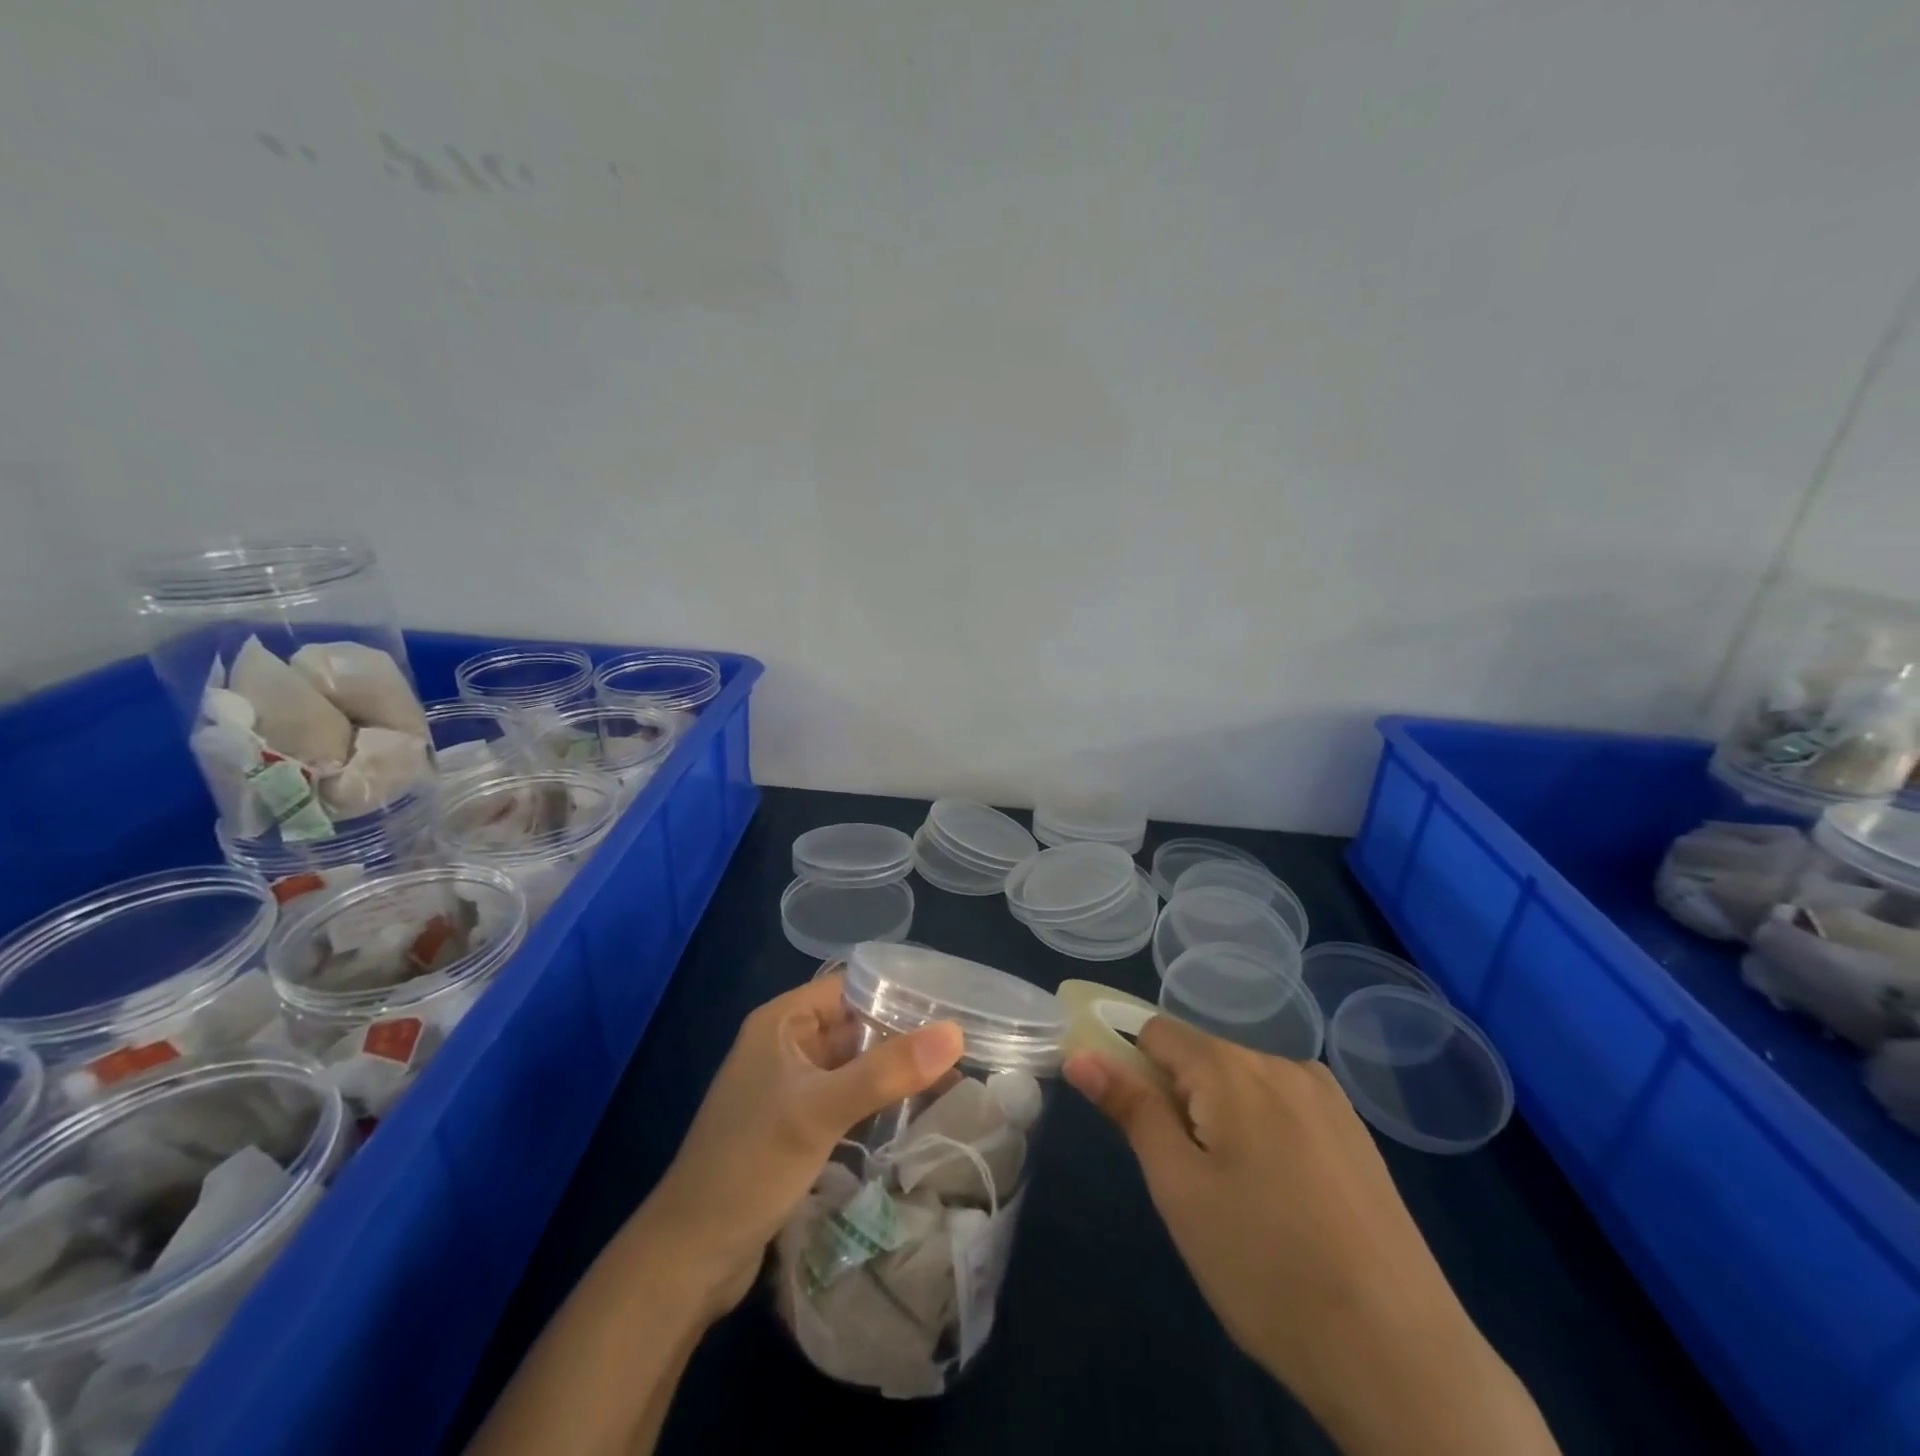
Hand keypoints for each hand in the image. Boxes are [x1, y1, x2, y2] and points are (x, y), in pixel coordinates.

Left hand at [636, 974, 964, 1320]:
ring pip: (853, 1064)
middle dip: (903, 1034)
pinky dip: (876, 1100)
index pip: (850, 986)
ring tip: (951, 1077)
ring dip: (893, 1070)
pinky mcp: (795, 1126)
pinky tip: (913, 1112)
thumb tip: (956, 1032)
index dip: (897, 991)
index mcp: (782, 1021)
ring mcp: (789, 1087)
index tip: (950, 1003)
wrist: (689, 1257)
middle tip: (963, 1044)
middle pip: (855, 1025)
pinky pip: (846, 1098)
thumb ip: (887, 1071)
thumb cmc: (749, 1166)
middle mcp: (785, 1045)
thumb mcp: (820, 1111)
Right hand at [1065, 1017, 1555, 1455]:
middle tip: (1186, 1182)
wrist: (1402, 1358)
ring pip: (1244, 1085)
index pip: (1155, 1031)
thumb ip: (1131, 1108)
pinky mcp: (1357, 1134)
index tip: (1127, 1121)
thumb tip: (1081, 1054)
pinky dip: (1265, 1135)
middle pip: (1202, 1058)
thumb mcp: (1179, 1189)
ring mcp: (1328, 1097)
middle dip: (1179, 1101)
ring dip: (1221, 1120)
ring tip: (1238, 1201)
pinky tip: (1285, 1204)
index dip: (1128, 1063)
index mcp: (1232, 1068)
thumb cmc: (1266, 1269)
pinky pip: (1285, 1109)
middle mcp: (1282, 1062)